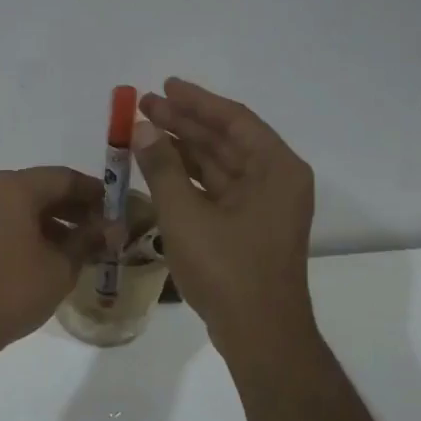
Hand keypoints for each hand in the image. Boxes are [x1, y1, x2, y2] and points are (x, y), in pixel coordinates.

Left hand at [0, 166, 103, 357]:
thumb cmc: (13, 289)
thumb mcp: (61, 265)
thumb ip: (89, 240)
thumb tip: (113, 227)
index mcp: (15, 187)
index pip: (65, 178)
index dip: (96, 193)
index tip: (119, 211)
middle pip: (43, 188)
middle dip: (75, 208)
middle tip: (104, 230)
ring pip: (24, 205)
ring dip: (55, 220)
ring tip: (83, 246)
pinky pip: (7, 220)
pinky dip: (32, 230)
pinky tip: (52, 254)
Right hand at [134, 78, 315, 352]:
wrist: (258, 333)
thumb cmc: (227, 269)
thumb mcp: (186, 215)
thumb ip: (163, 168)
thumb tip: (144, 129)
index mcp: (276, 169)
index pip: (234, 120)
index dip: (197, 101)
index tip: (164, 86)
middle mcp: (275, 181)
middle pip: (226, 140)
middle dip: (185, 123)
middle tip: (145, 106)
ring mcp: (263, 206)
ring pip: (219, 166)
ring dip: (184, 149)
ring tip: (145, 132)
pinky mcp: (249, 228)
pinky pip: (217, 190)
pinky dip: (189, 178)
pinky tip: (159, 169)